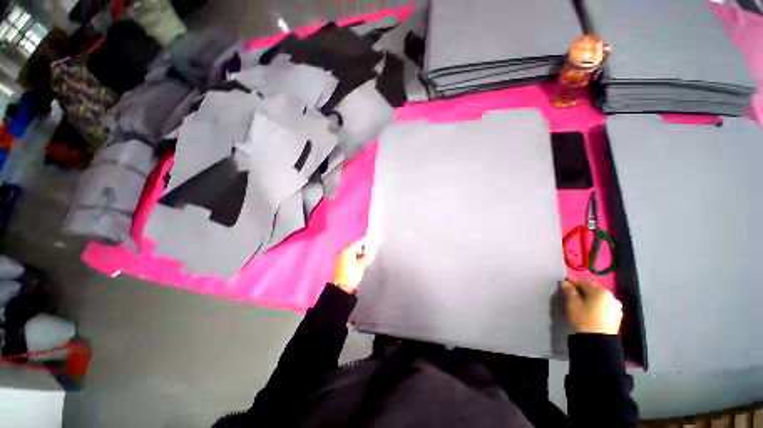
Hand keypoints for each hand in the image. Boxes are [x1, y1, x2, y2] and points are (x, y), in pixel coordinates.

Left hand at [332, 240, 372, 293]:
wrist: (341, 287)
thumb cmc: (350, 276)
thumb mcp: (361, 265)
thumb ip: (367, 257)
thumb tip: (370, 253)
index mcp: (347, 250)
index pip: (358, 243)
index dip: (365, 242)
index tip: (369, 240)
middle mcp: (342, 252)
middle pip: (354, 247)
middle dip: (361, 250)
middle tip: (367, 254)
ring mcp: (340, 258)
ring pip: (351, 253)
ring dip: (357, 255)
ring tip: (363, 261)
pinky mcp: (339, 264)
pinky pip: (348, 258)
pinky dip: (353, 259)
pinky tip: (357, 264)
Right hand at [560, 279, 622, 334]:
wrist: (598, 341)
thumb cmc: (584, 319)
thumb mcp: (572, 303)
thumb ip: (569, 290)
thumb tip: (564, 282)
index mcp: (600, 291)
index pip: (583, 282)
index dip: (573, 283)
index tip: (564, 285)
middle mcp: (611, 296)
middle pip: (593, 289)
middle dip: (582, 291)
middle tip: (572, 295)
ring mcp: (616, 307)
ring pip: (600, 298)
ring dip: (591, 298)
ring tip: (581, 304)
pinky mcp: (618, 316)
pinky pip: (605, 306)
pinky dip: (597, 306)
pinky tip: (591, 312)